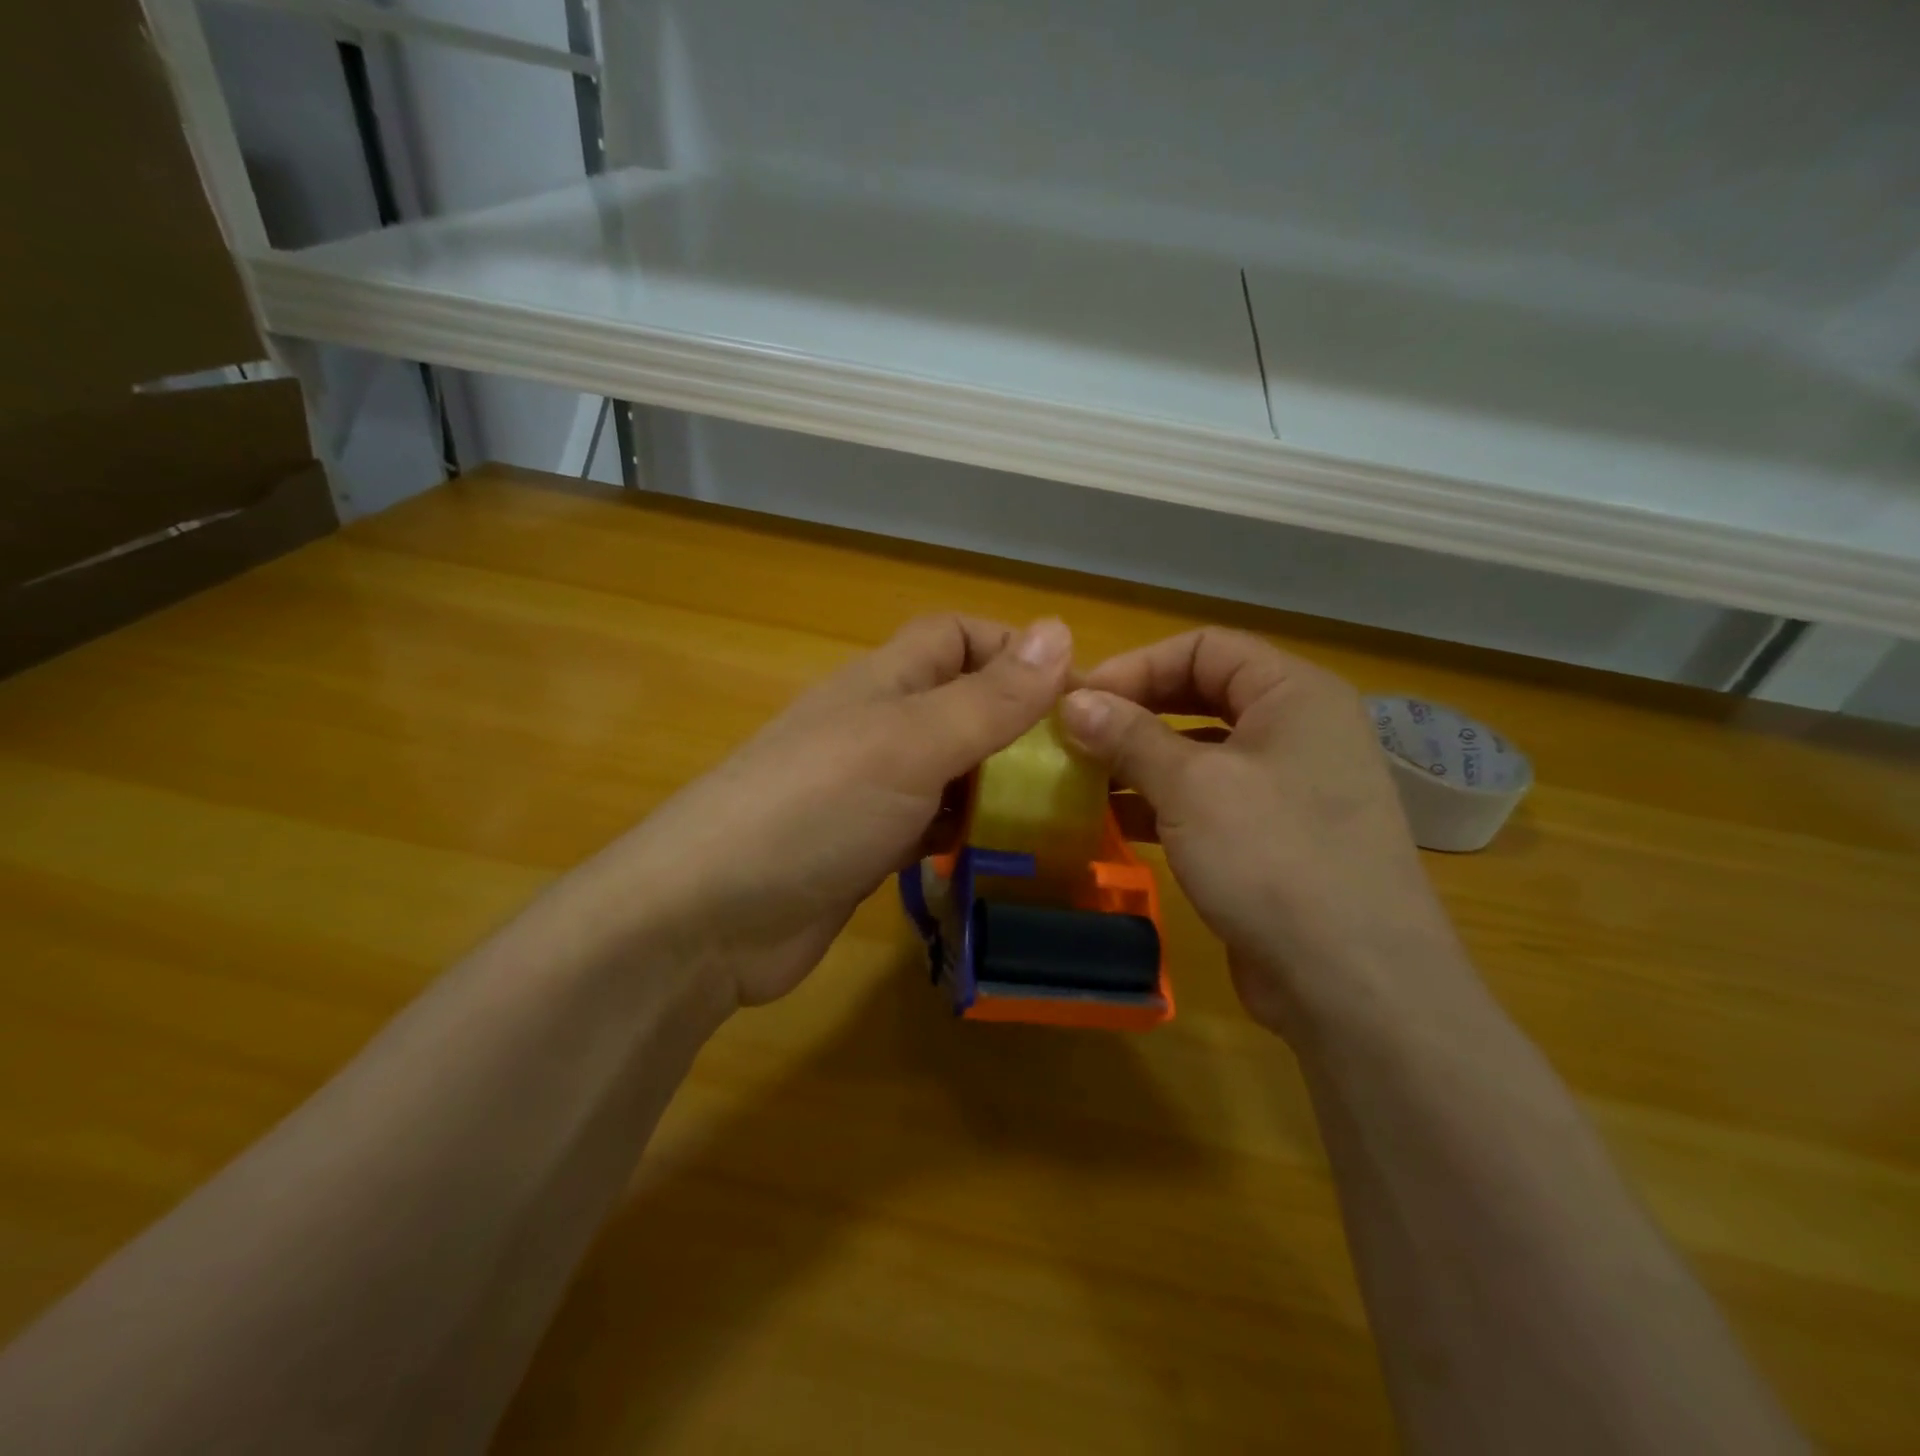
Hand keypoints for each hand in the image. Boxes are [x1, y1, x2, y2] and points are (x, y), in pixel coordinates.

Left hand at [600, 614, 1073, 1007]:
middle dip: (1021, 725)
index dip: (1013, 649)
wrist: (710, 917)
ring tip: (1065, 814)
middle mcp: (880, 727)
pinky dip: (969, 833)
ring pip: (954, 770)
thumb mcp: (911, 744)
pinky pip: (935, 826)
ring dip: (1002, 784)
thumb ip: (987, 698)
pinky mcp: (869, 848)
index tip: (1073, 692)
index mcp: (885, 682)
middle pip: (963, 705)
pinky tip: (1005, 854)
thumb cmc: (814, 808)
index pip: (957, 636)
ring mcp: (872, 791)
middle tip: (1086, 767)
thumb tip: (1060, 629)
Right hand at [1058, 628, 1465, 1036]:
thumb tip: (1073, 701)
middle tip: (1075, 736)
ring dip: (1142, 761)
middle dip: (1136, 713)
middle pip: (1202, 696)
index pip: (1204, 647)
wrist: (1355, 984)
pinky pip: (1210, 802)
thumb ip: (1128, 737)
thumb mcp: (1192, 788)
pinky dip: (1163, 804)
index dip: (1137, 665)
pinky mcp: (1276, 840)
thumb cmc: (1274, 859)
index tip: (1079, 699)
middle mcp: (1298, 731)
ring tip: (1082, 780)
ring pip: (1202, 753)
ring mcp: (1291, 788)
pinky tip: (1117, 822)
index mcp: (1294, 695)